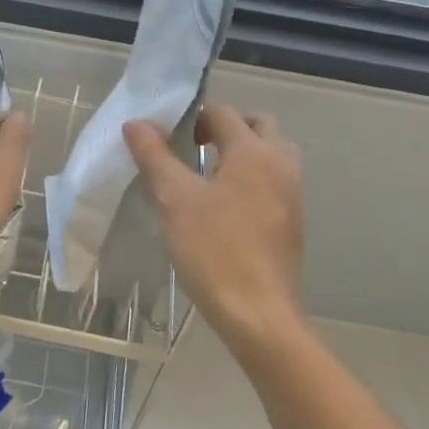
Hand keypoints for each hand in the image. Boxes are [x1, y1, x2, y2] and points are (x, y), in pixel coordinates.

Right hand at [124, 104, 304, 362]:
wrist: (258, 314)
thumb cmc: (213, 250)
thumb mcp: (174, 200)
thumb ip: (154, 156)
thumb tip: (135, 123)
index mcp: (253, 152)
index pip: (224, 114)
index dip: (194, 118)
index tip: (171, 138)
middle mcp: (280, 164)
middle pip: (259, 125)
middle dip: (228, 129)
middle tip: (195, 149)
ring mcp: (293, 193)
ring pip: (273, 153)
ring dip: (246, 152)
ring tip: (212, 175)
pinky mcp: (293, 220)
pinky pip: (277, 180)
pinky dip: (256, 177)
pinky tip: (227, 205)